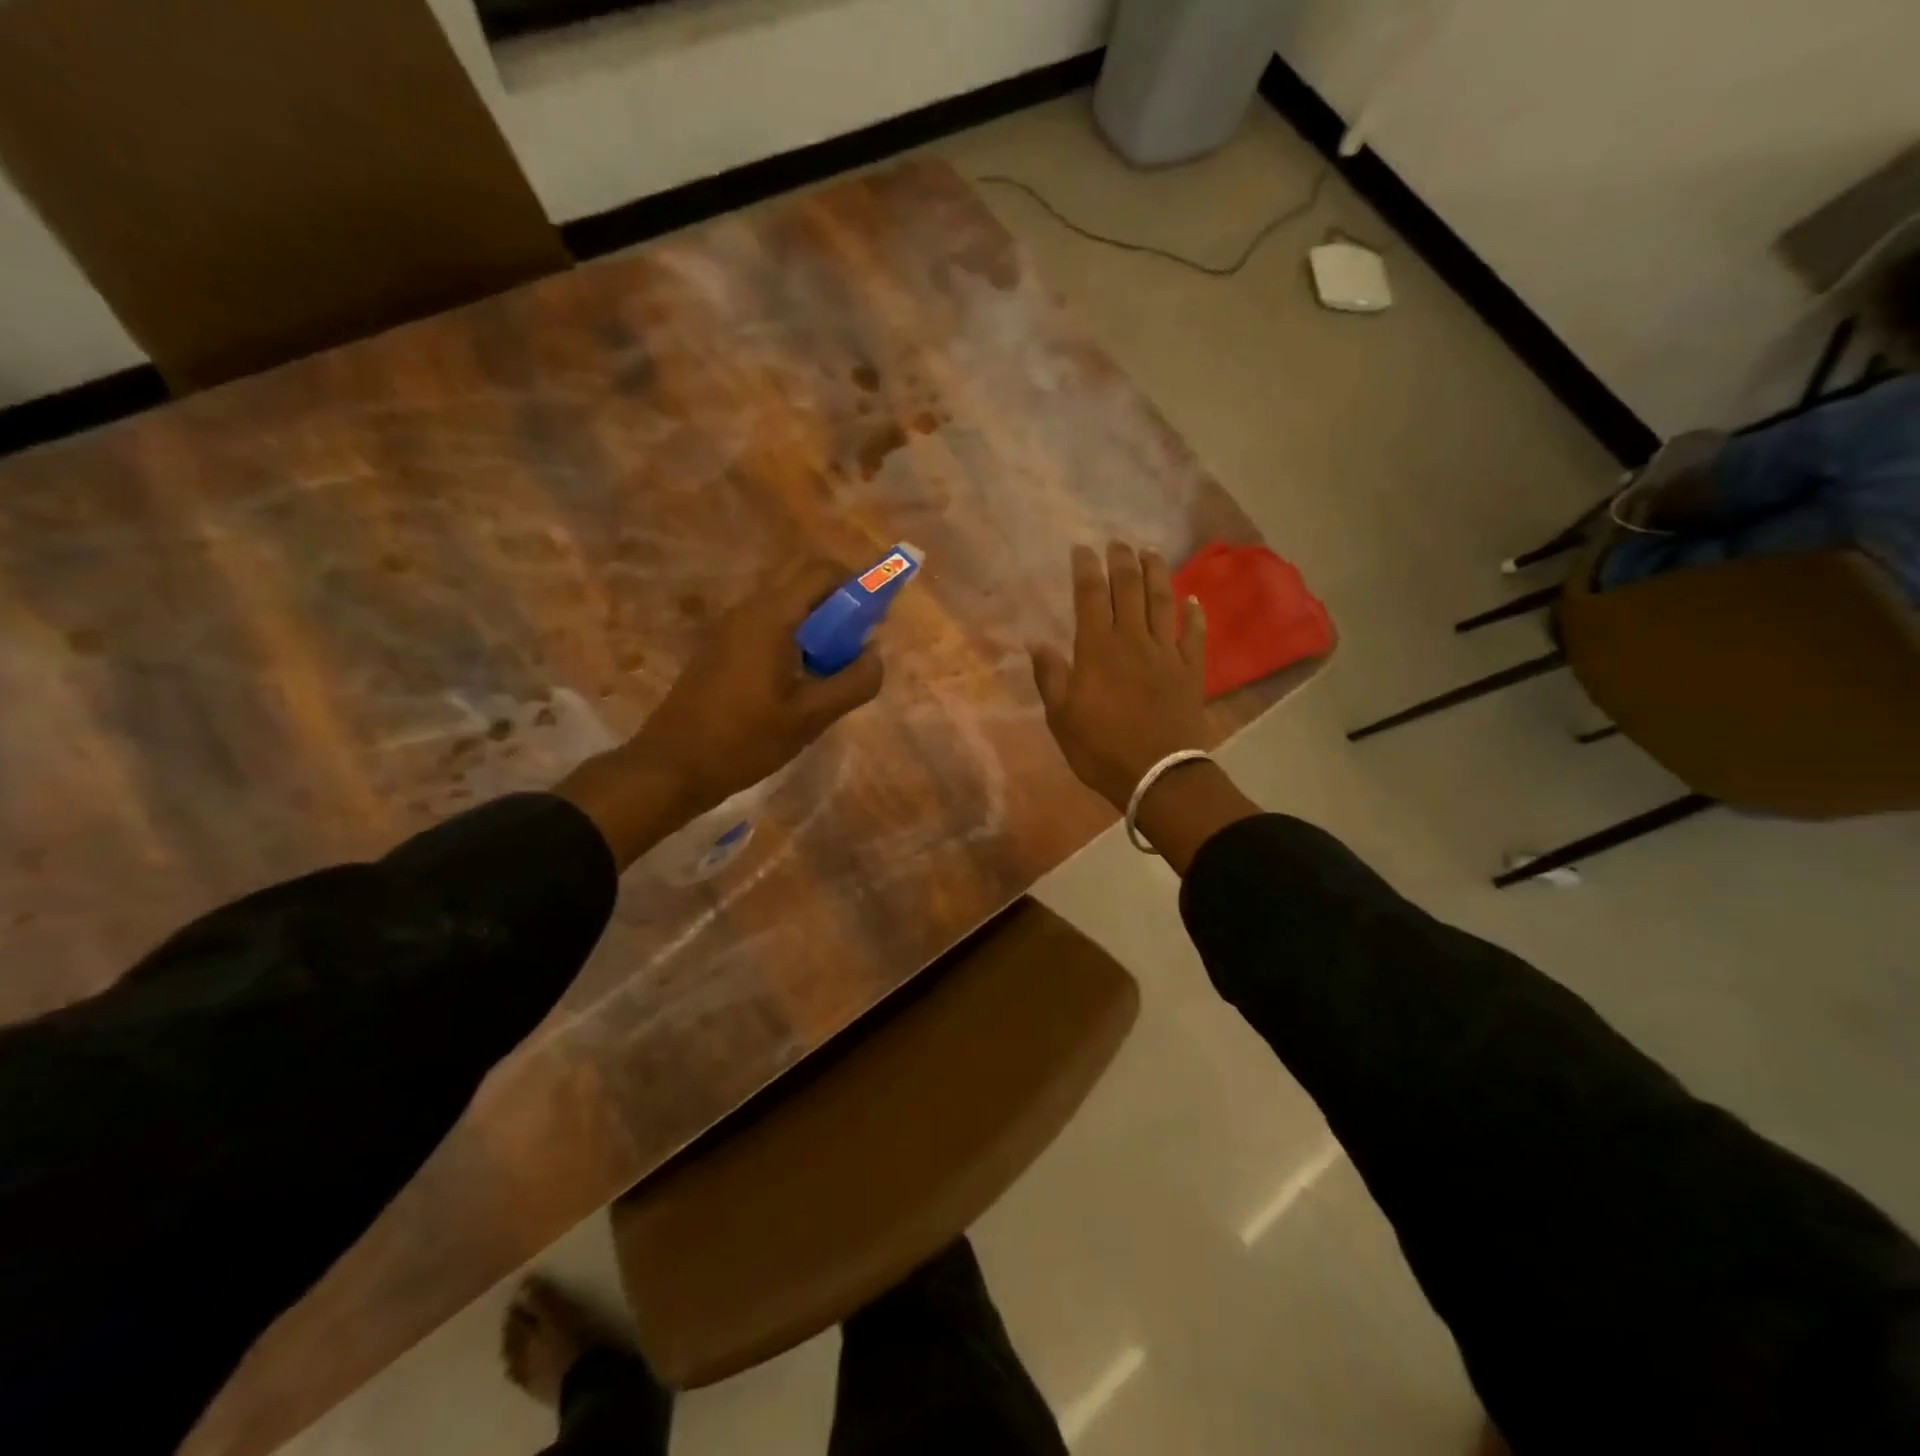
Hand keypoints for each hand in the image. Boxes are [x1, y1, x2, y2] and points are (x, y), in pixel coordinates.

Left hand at [559, 555, 883, 866]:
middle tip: (857, 643)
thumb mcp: (811, 717)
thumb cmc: (744, 740)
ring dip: (816, 624)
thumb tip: (876, 655)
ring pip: (785, 605)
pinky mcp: (720, 649)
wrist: (672, 766)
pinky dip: (793, 639)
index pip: (821, 571)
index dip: (857, 583)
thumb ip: (853, 682)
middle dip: (838, 603)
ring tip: (832, 669)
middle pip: (802, 582)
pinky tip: (800, 682)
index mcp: (771, 617)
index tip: (877, 616)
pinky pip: (767, 626)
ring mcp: (729, 628)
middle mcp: (748, 610)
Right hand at [1028, 542, 1210, 810]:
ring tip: (1150, 552)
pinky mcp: (1190, 670)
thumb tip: (1035, 642)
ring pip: (1162, 602)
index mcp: (1097, 649)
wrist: (1157, 774)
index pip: (1090, 597)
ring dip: (1156, 574)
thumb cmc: (1100, 749)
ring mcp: (1165, 653)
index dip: (1086, 569)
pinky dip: (1194, 614)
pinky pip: (1194, 634)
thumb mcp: (1061, 717)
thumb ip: (1050, 676)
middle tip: (1117, 542)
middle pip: (1128, 589)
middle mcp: (1132, 640)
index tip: (1082, 548)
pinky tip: (1193, 599)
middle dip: (1121, 562)